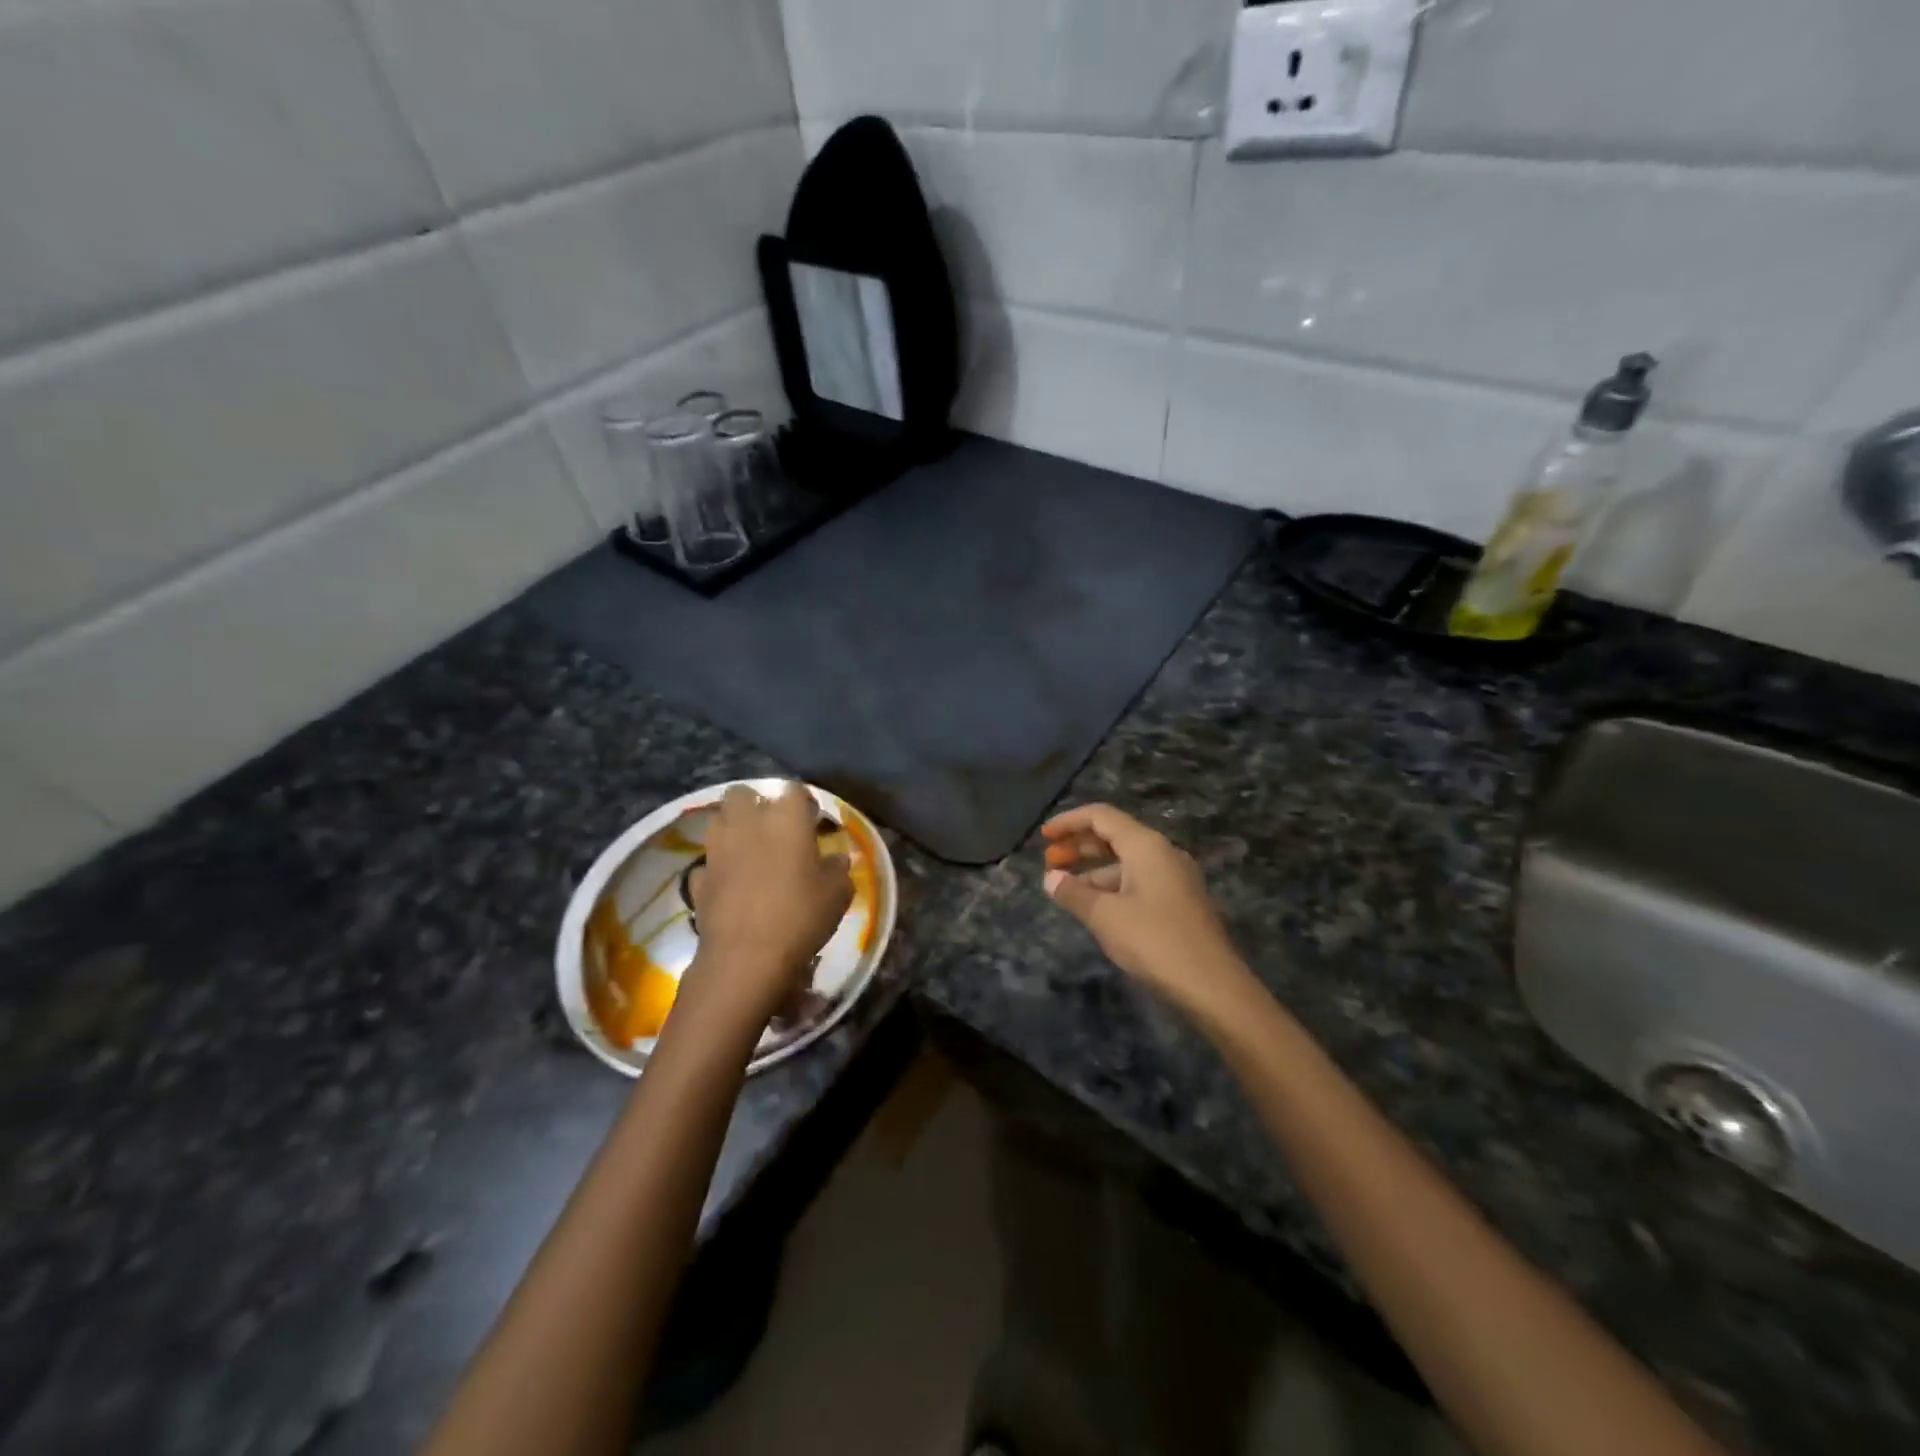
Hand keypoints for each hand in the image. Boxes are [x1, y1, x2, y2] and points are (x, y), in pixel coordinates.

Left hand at [680, 783, 851, 1032]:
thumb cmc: (800, 916)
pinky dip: (720, 868)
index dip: (804, 803)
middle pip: (742, 793)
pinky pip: (709, 862)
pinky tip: (733, 886)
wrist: (745, 958)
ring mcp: (717, 849)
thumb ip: (837, 869)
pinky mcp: (699, 878)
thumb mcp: (837, 894)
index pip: (795, 790)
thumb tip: (836, 860)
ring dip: (733, 829)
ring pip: (719, 821)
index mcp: (786, 818)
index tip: (812, 821)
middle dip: (755, 804)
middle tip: (774, 829)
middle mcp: (747, 823)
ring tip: (751, 852)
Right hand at [1042, 803, 1248, 1016]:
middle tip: (1048, 862)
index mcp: (1146, 845)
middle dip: (1079, 845)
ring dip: (1094, 870)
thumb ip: (1073, 893)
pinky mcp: (1181, 902)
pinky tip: (1096, 908)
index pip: (1101, 816)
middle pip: (1114, 836)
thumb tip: (1050, 878)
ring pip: (1126, 862)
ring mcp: (1175, 877)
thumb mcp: (1105, 916)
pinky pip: (1139, 881)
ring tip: (1066, 890)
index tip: (1043, 836)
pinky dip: (1112, 886)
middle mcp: (1163, 853)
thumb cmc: (1154, 941)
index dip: (1069, 822)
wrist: (1213, 986)